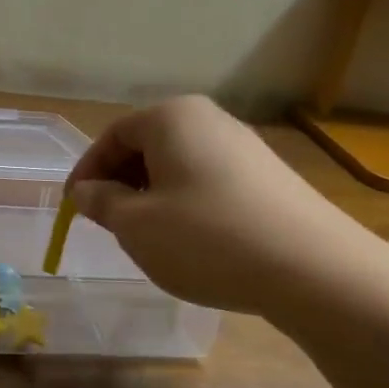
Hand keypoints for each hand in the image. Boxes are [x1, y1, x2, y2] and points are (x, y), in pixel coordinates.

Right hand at [67, 96, 374, 318]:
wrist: (314, 270)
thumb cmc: (206, 238)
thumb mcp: (135, 224)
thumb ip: (102, 202)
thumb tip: (87, 191)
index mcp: (171, 117)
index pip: (112, 135)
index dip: (87, 171)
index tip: (74, 205)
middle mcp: (209, 120)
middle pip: (146, 146)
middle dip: (120, 182)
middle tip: (107, 221)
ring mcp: (244, 147)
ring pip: (177, 165)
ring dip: (151, 195)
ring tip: (146, 235)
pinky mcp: (269, 177)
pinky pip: (208, 181)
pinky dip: (185, 204)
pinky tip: (191, 241)